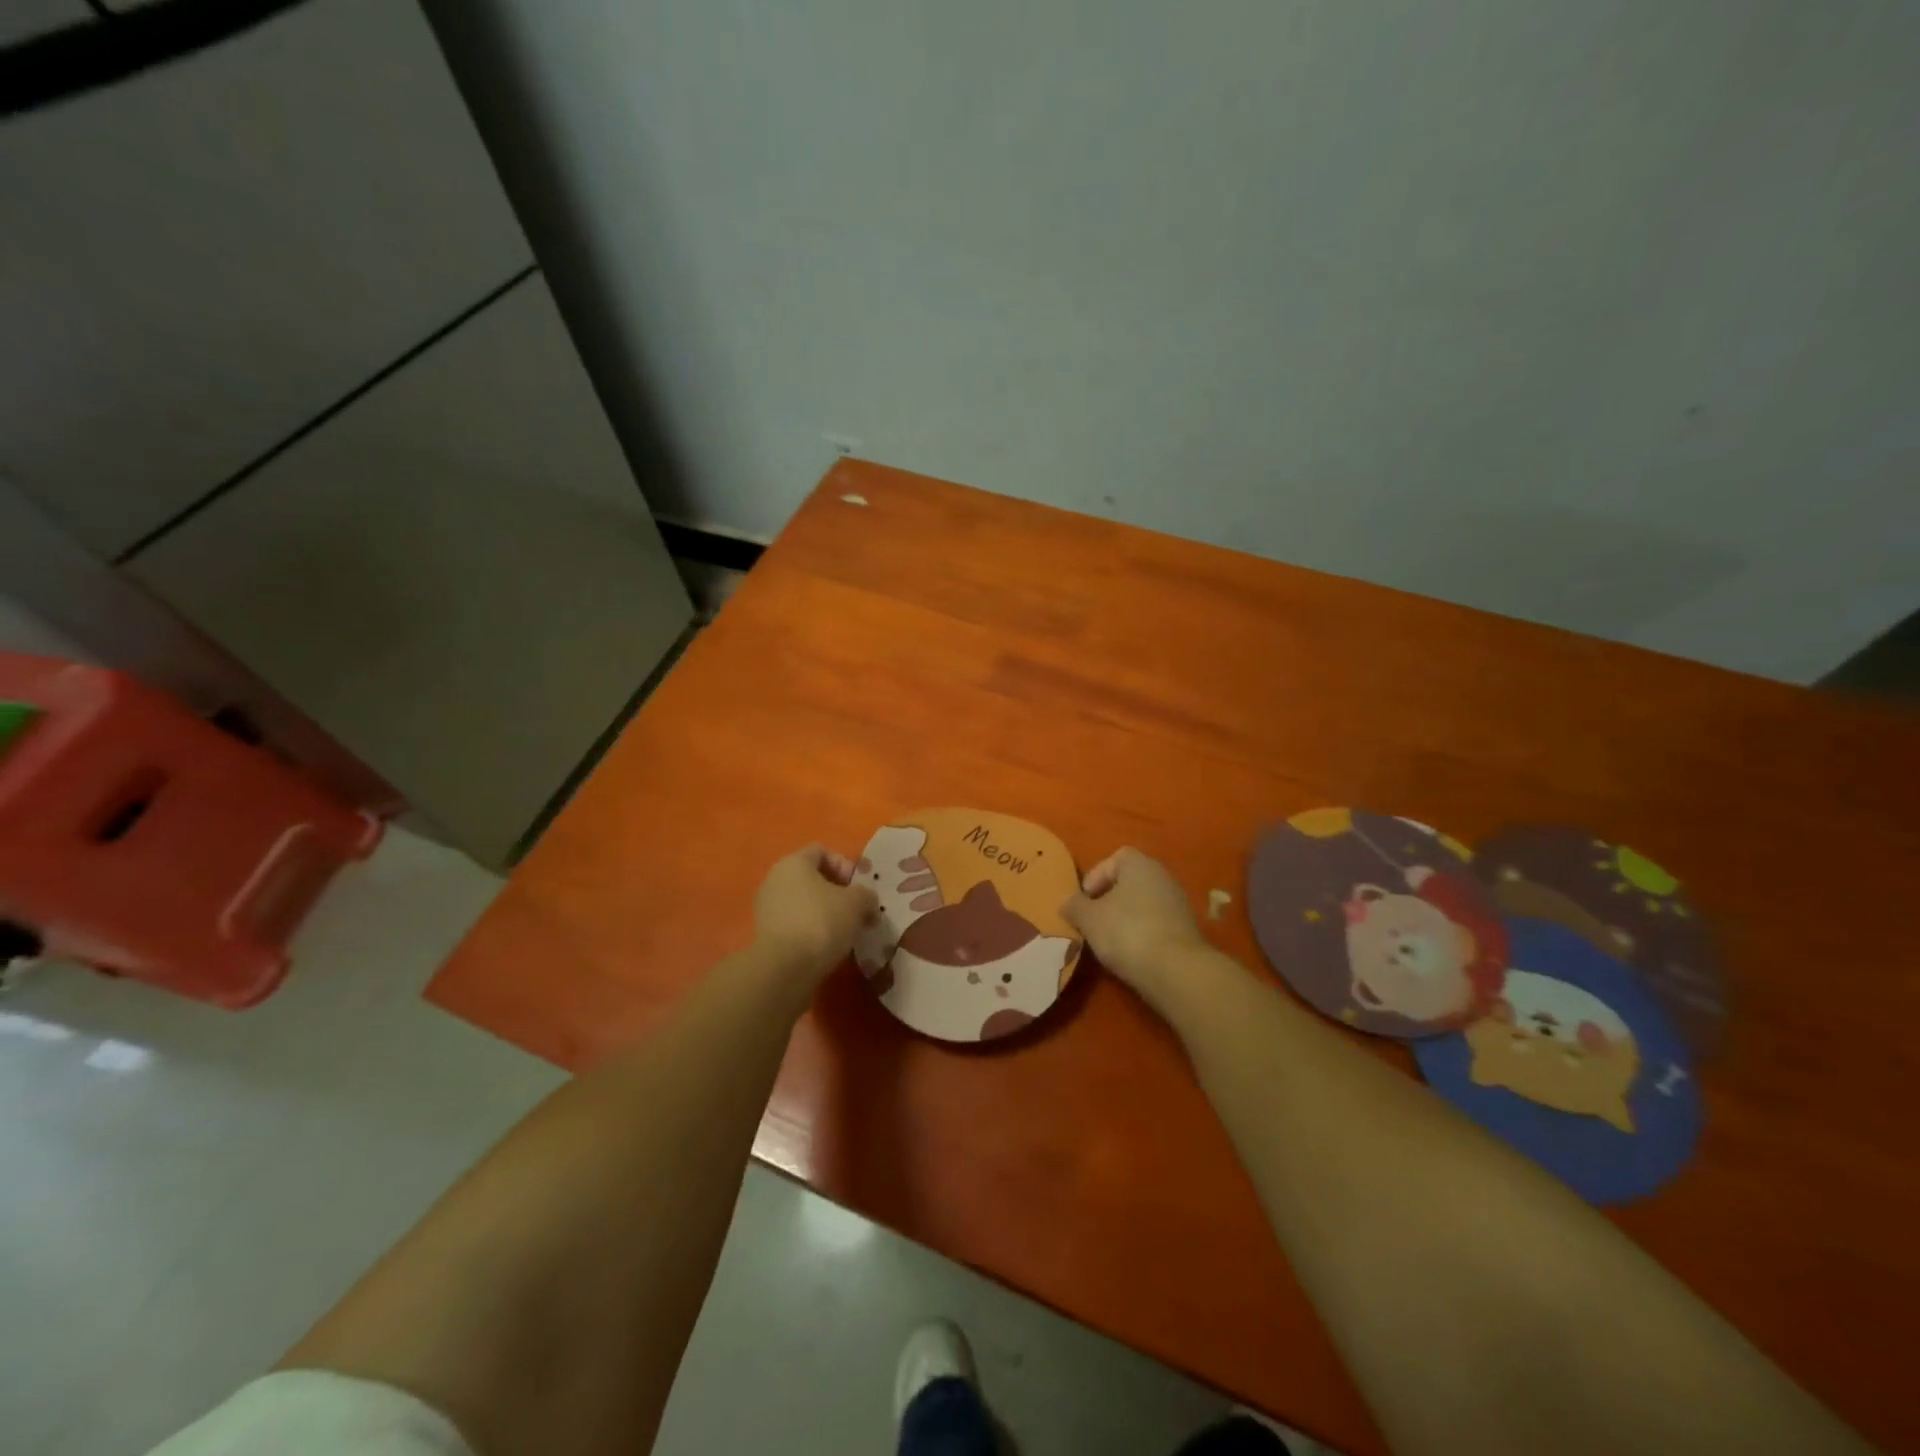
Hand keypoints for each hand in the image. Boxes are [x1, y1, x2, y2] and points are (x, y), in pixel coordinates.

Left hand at [752, 844, 877, 981]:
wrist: (784, 969)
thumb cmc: (821, 921)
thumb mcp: (857, 903)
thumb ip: (866, 895)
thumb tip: (866, 902)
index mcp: (793, 863)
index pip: (822, 851)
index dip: (844, 865)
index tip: (858, 888)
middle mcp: (775, 880)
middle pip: (813, 878)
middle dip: (838, 893)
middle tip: (857, 911)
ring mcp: (767, 909)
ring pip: (805, 903)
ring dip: (827, 914)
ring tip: (845, 933)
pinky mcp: (767, 936)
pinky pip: (796, 925)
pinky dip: (812, 932)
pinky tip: (828, 948)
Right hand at [1063, 847, 1207, 1001]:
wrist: (1176, 971)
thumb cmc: (1127, 932)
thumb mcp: (1089, 919)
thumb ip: (1075, 906)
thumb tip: (1068, 902)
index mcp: (1140, 865)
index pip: (1115, 858)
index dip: (1096, 876)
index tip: (1085, 900)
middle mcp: (1163, 877)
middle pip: (1130, 881)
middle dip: (1109, 899)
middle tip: (1093, 920)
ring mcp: (1178, 904)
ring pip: (1143, 904)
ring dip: (1125, 918)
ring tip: (1109, 941)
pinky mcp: (1187, 931)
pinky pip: (1156, 924)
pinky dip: (1142, 934)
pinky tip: (1131, 954)